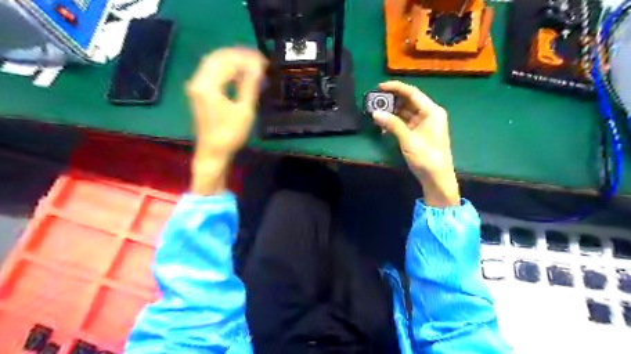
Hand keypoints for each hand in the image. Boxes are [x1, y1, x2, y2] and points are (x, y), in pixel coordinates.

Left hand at [185, 47, 266, 194]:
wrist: (213, 152)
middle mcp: (198, 81)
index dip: (246, 58)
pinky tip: (239, 74)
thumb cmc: (230, 134)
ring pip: (214, 63)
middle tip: (258, 60)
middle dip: (239, 55)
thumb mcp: (244, 111)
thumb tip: (258, 67)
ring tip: (252, 65)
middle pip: (218, 57)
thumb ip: (250, 86)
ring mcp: (197, 86)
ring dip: (232, 61)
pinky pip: (212, 72)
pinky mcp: (199, 92)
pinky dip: (226, 69)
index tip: (263, 61)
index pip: (228, 61)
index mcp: (208, 85)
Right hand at [371, 80, 461, 206]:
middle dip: (391, 101)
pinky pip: (405, 123)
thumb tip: (375, 113)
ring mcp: (424, 124)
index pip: (412, 93)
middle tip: (374, 101)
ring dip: (391, 113)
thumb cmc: (426, 157)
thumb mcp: (408, 140)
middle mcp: (429, 114)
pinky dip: (394, 123)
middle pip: (408, 101)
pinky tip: (383, 127)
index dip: (396, 88)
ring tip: (375, 113)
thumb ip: (393, 124)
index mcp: (432, 111)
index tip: (379, 87)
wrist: (437, 178)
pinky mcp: (419, 133)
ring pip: (405, 112)